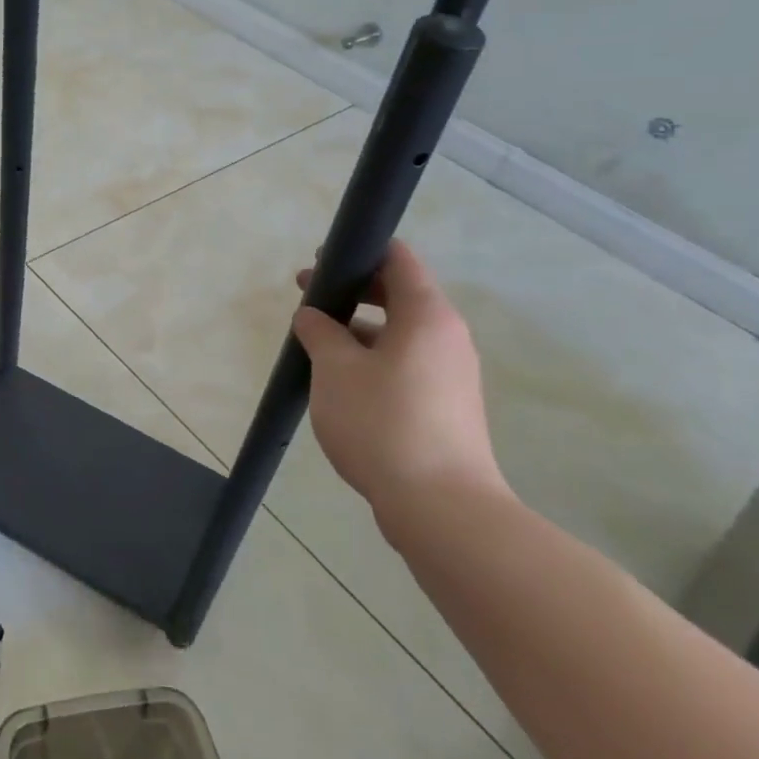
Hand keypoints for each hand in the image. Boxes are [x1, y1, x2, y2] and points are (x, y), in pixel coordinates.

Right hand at [292, 239, 507, 529]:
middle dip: (352, 291)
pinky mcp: (446, 406)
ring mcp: (451, 374)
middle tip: (307, 297)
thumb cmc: (383, 422)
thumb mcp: (335, 368)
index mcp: (427, 315)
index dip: (358, 251)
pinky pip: (405, 364)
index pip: (398, 259)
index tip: (321, 261)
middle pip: (399, 295)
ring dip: (359, 328)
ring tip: (316, 342)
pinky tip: (341, 380)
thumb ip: (319, 332)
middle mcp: (447, 337)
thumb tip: (312, 316)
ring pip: (400, 333)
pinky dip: (373, 357)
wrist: (440, 507)